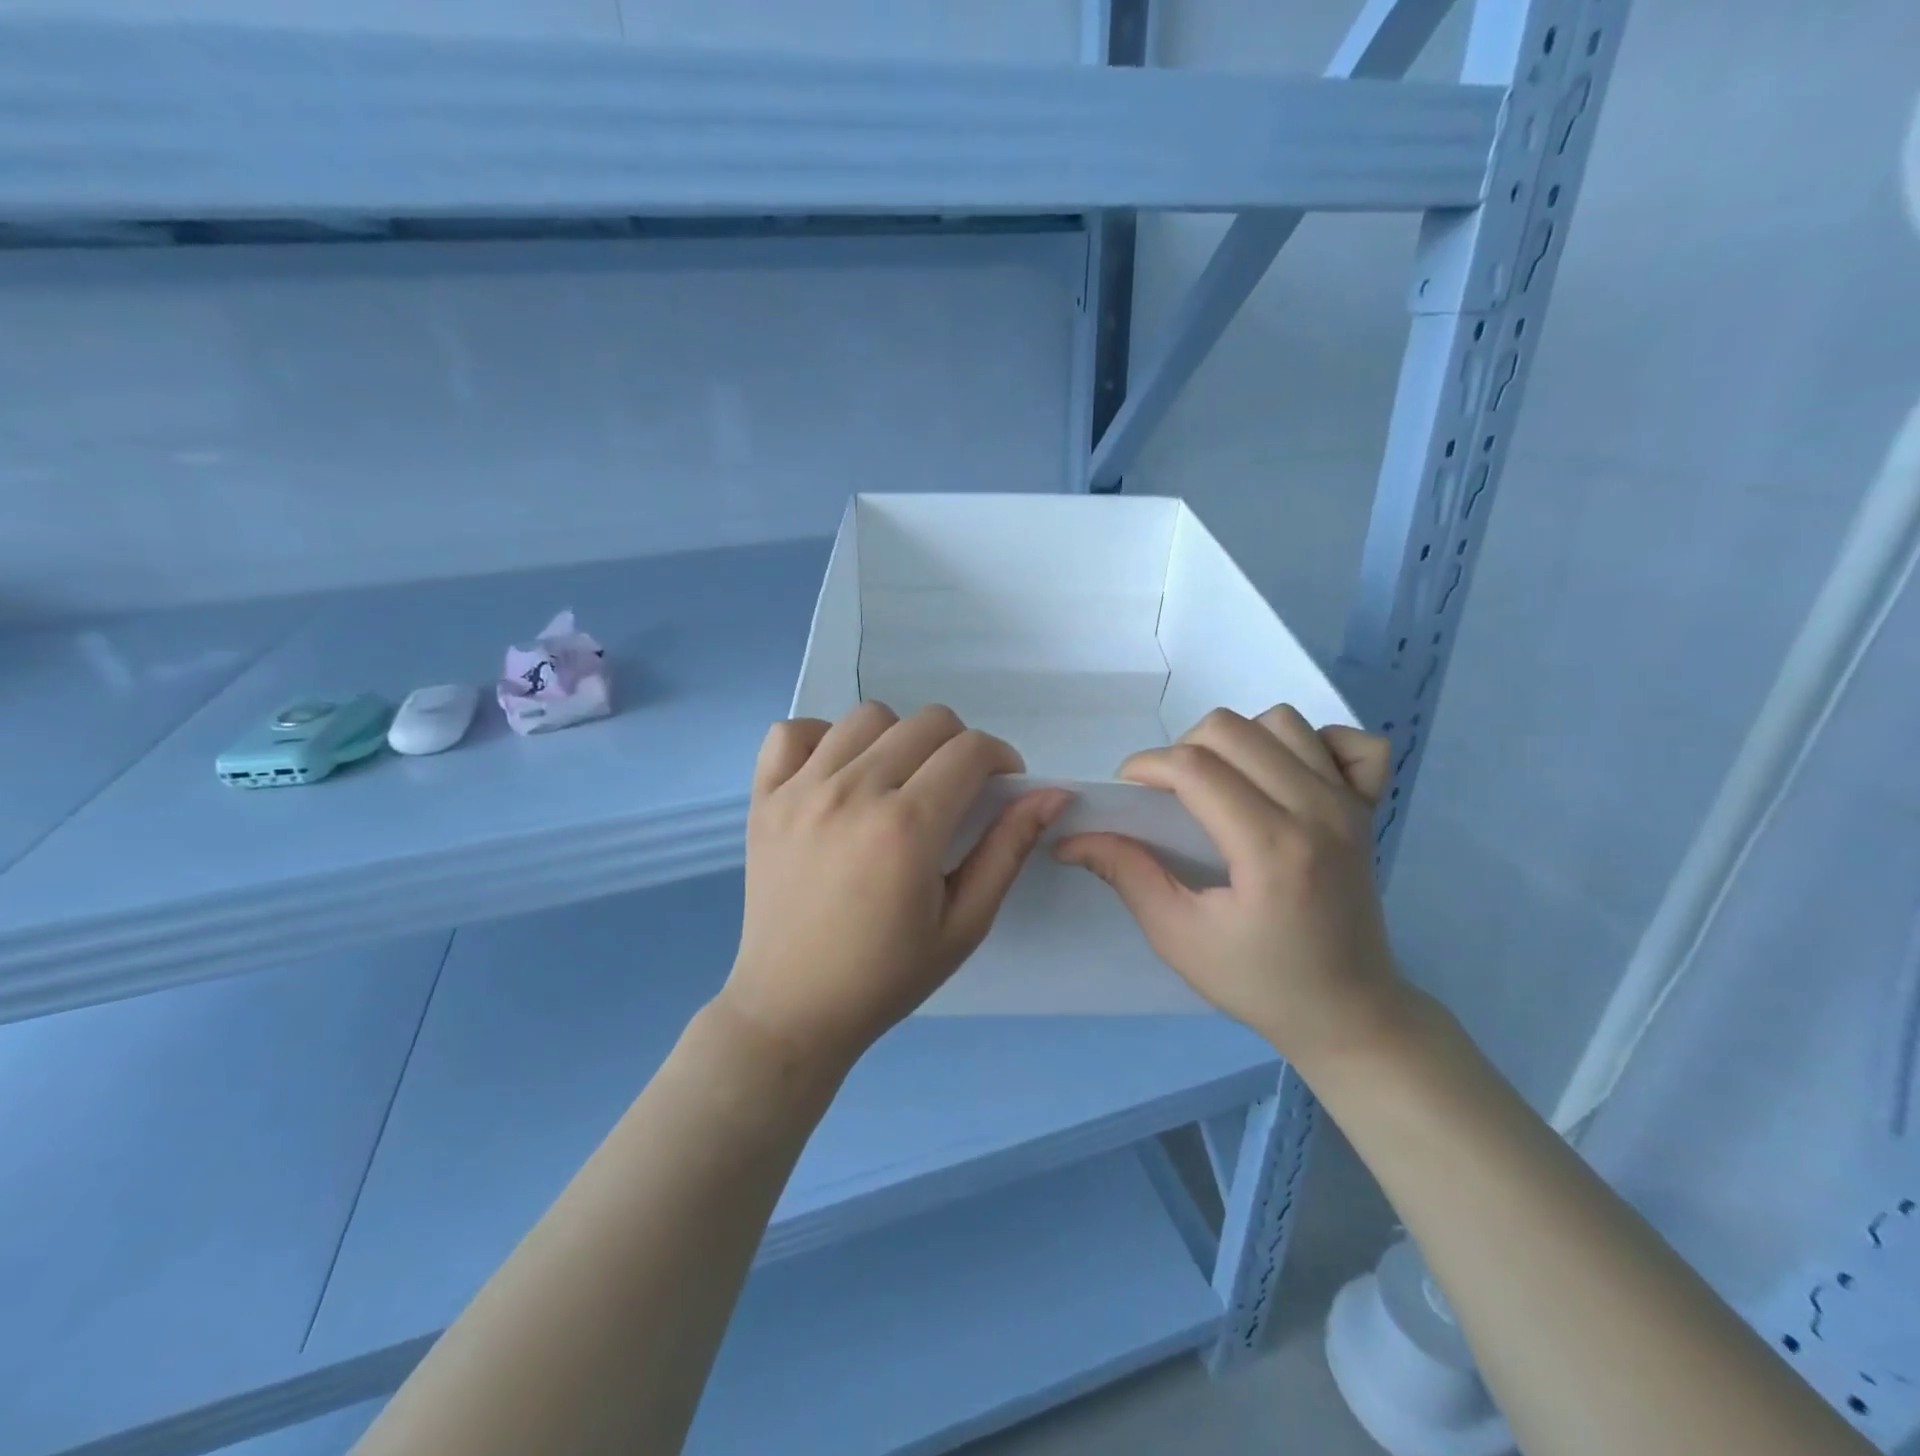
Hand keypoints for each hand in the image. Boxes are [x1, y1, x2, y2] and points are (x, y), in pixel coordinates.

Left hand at [721, 702, 1069, 1073]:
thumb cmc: (887, 976)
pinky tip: (837, 772)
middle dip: (959, 745)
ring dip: (898, 737)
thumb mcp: (965, 923)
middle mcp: (853, 792)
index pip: (970, 750)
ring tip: (898, 779)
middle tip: (956, 789)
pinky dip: (821, 738)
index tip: (1001, 785)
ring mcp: (800, 790)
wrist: (793, 1009)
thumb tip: (1052, 794)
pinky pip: (790, 732)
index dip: (1001, 758)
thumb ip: (1007, 849)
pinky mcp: (764, 798)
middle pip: (925, 722)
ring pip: (865, 717)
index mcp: (907, 827)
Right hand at [1055, 705, 1404, 1069]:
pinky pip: (1350, 742)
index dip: (1146, 766)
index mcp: (1271, 848)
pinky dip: (1315, 743)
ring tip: (1222, 783)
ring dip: (1239, 740)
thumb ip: (1126, 875)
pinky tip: (1288, 775)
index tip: (1126, 791)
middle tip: (1170, 795)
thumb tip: (1071, 839)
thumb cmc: (1260, 982)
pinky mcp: (1370, 807)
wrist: (1348, 1014)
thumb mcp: (1179, 937)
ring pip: (1283, 722)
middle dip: (1183, 749)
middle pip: (1232, 729)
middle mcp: (1317, 810)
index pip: (1194, 768)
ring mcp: (1350, 804)